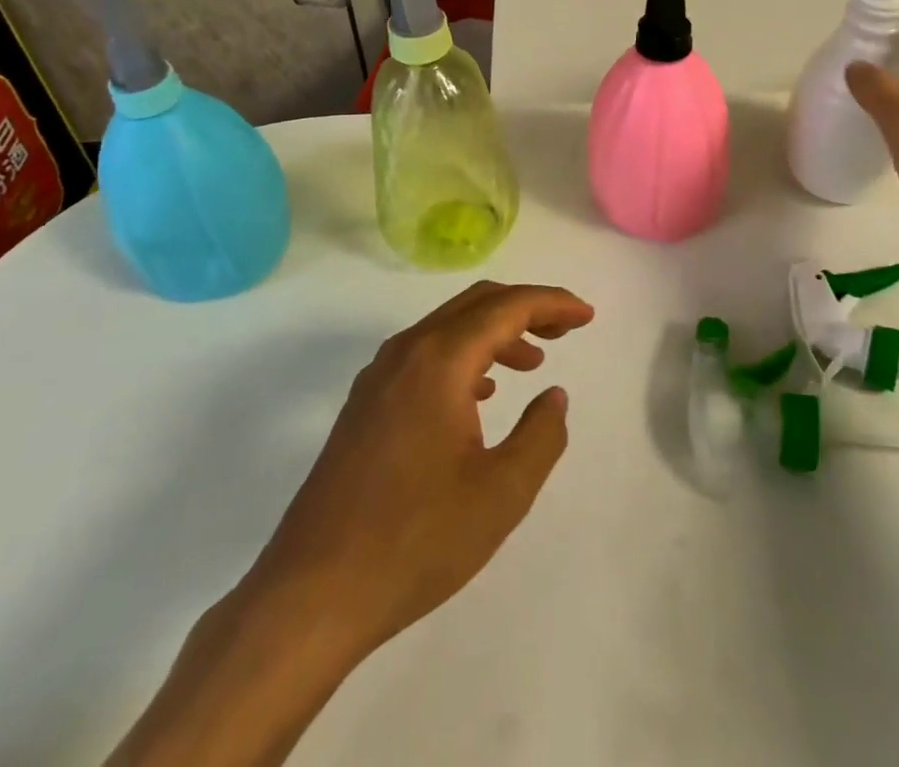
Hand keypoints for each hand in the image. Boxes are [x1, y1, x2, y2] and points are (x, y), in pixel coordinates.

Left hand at [107, 283, 594, 766]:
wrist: (311, 594)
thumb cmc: (415, 540)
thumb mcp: (502, 493)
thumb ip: (541, 435)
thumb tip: (553, 396)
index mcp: (440, 360)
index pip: (507, 306)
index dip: (553, 304)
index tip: (587, 316)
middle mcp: (407, 352)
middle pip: (477, 303)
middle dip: (526, 308)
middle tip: (566, 330)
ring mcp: (379, 376)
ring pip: (449, 327)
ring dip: (495, 332)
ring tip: (532, 362)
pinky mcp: (364, 404)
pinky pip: (425, 355)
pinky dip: (464, 357)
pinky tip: (480, 395)